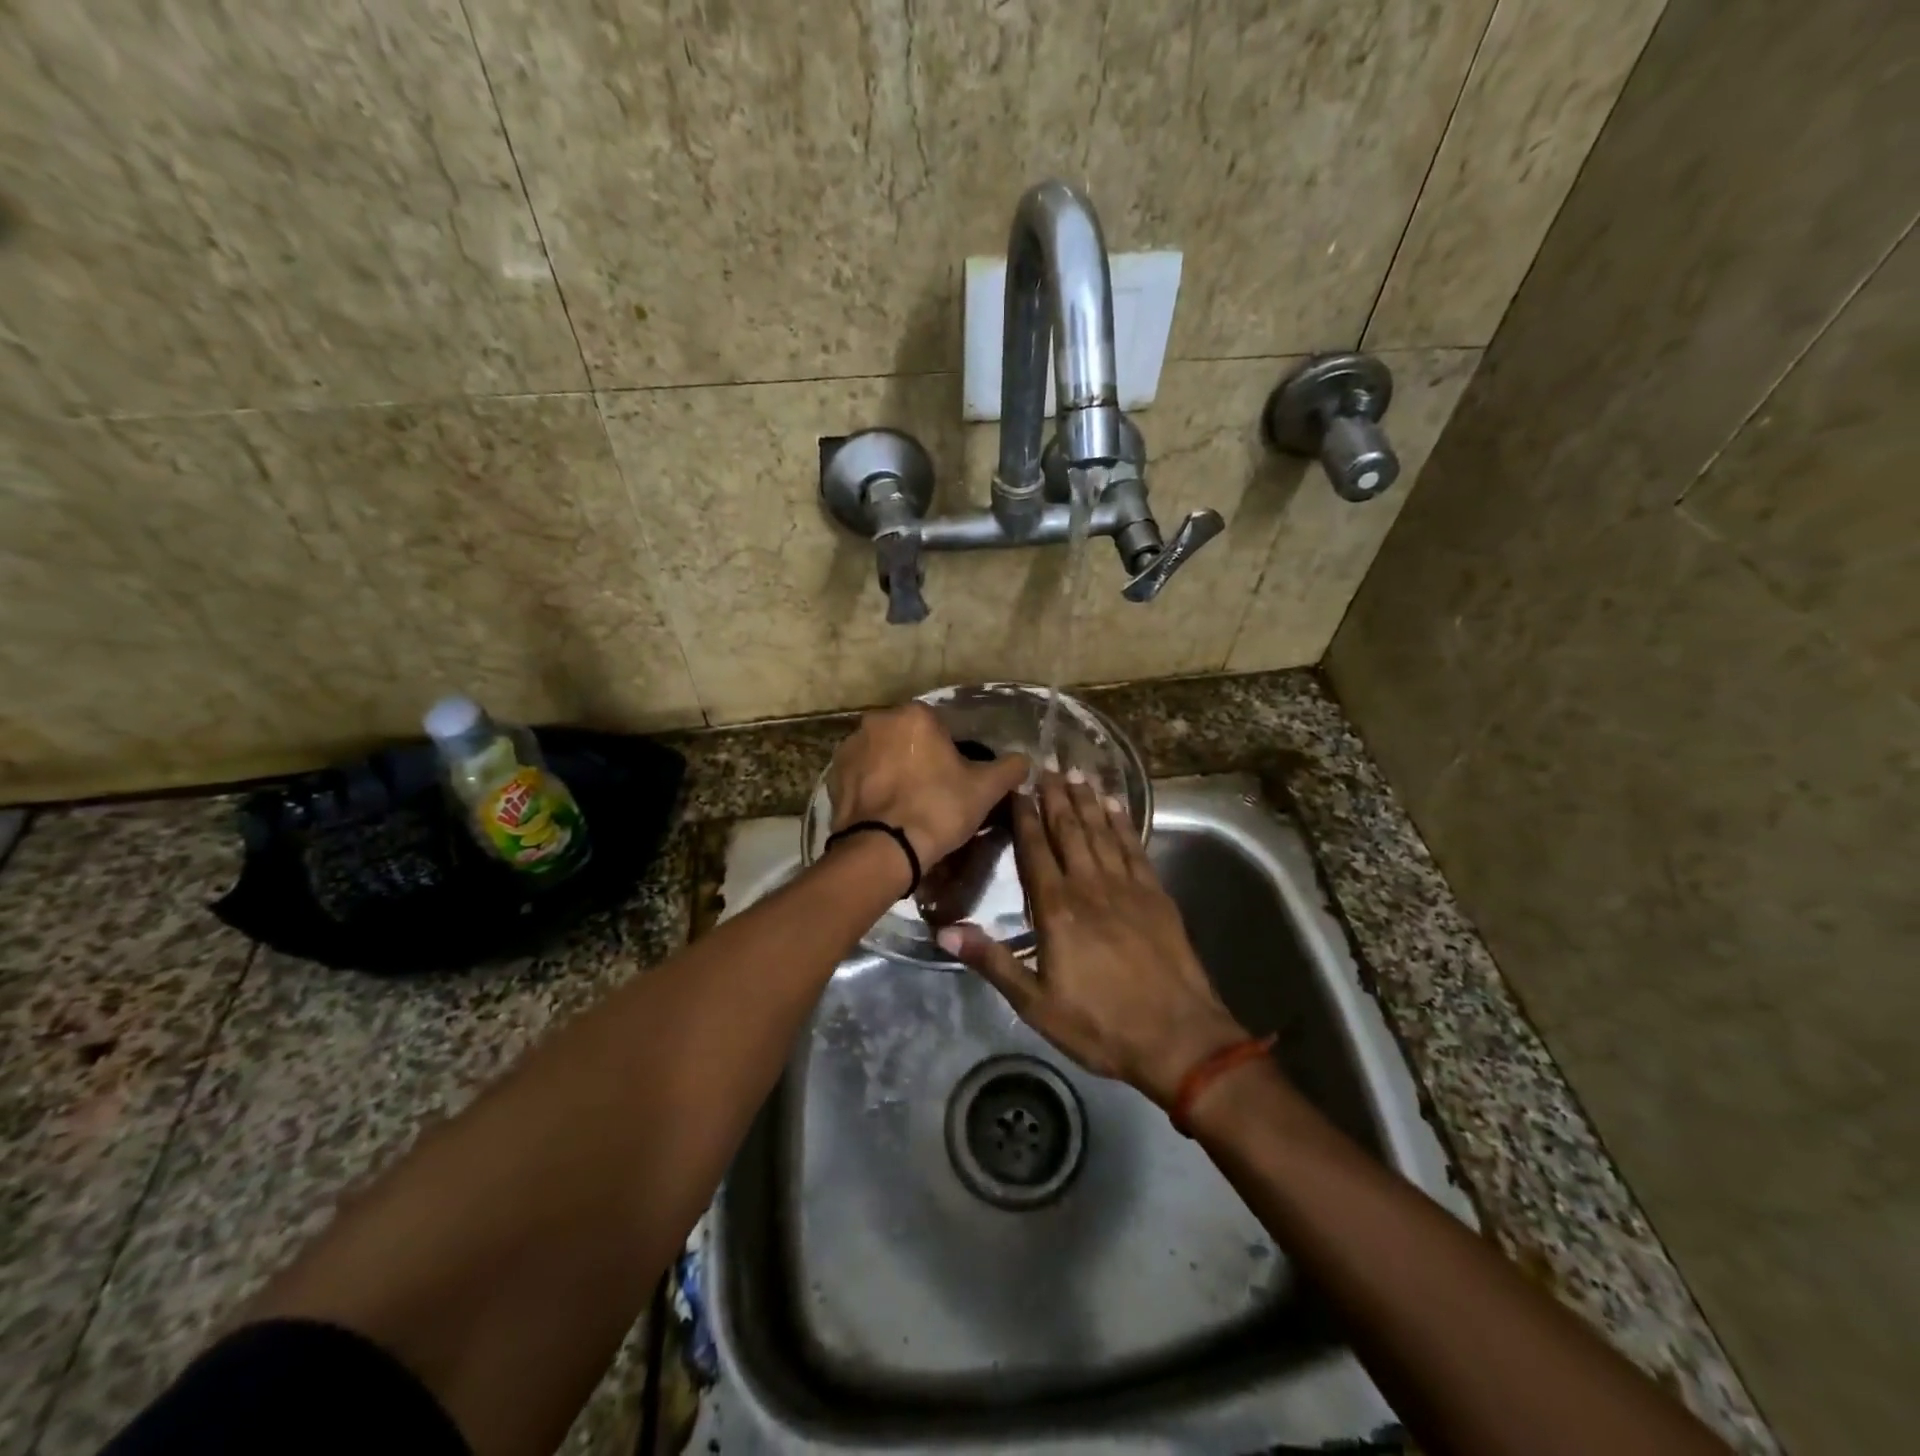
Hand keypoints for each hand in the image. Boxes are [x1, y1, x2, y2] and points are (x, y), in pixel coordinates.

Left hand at [827, 704, 1029, 869]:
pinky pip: (862, 776)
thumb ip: (1009, 768)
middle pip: (909, 738)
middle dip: (920, 758)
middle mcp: (877, 721)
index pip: (941, 727)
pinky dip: (873, 788)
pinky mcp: (834, 776)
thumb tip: (1025, 760)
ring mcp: (850, 747)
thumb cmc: (938, 809)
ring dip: (894, 771)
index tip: (956, 780)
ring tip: (907, 806)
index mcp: (915, 715)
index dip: (952, 754)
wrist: (883, 850)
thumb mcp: (985, 789)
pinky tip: (886, 812)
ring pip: (883, 755)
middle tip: (934, 793)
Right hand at [936, 770, 1248, 1104]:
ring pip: (1102, 833)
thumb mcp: (1036, 1004)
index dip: (1025, 817)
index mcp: (1058, 910)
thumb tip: (944, 931)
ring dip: (1087, 802)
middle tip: (1046, 766)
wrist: (1180, 1040)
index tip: (1017, 788)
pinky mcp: (1156, 896)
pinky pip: (1135, 848)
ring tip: (1075, 775)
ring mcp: (1128, 888)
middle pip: (1070, 832)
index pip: (1035, 851)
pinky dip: (1124, 824)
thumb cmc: (1101, 1025)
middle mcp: (1091, 886)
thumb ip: (992, 961)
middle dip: (1055, 798)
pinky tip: (1117, 806)